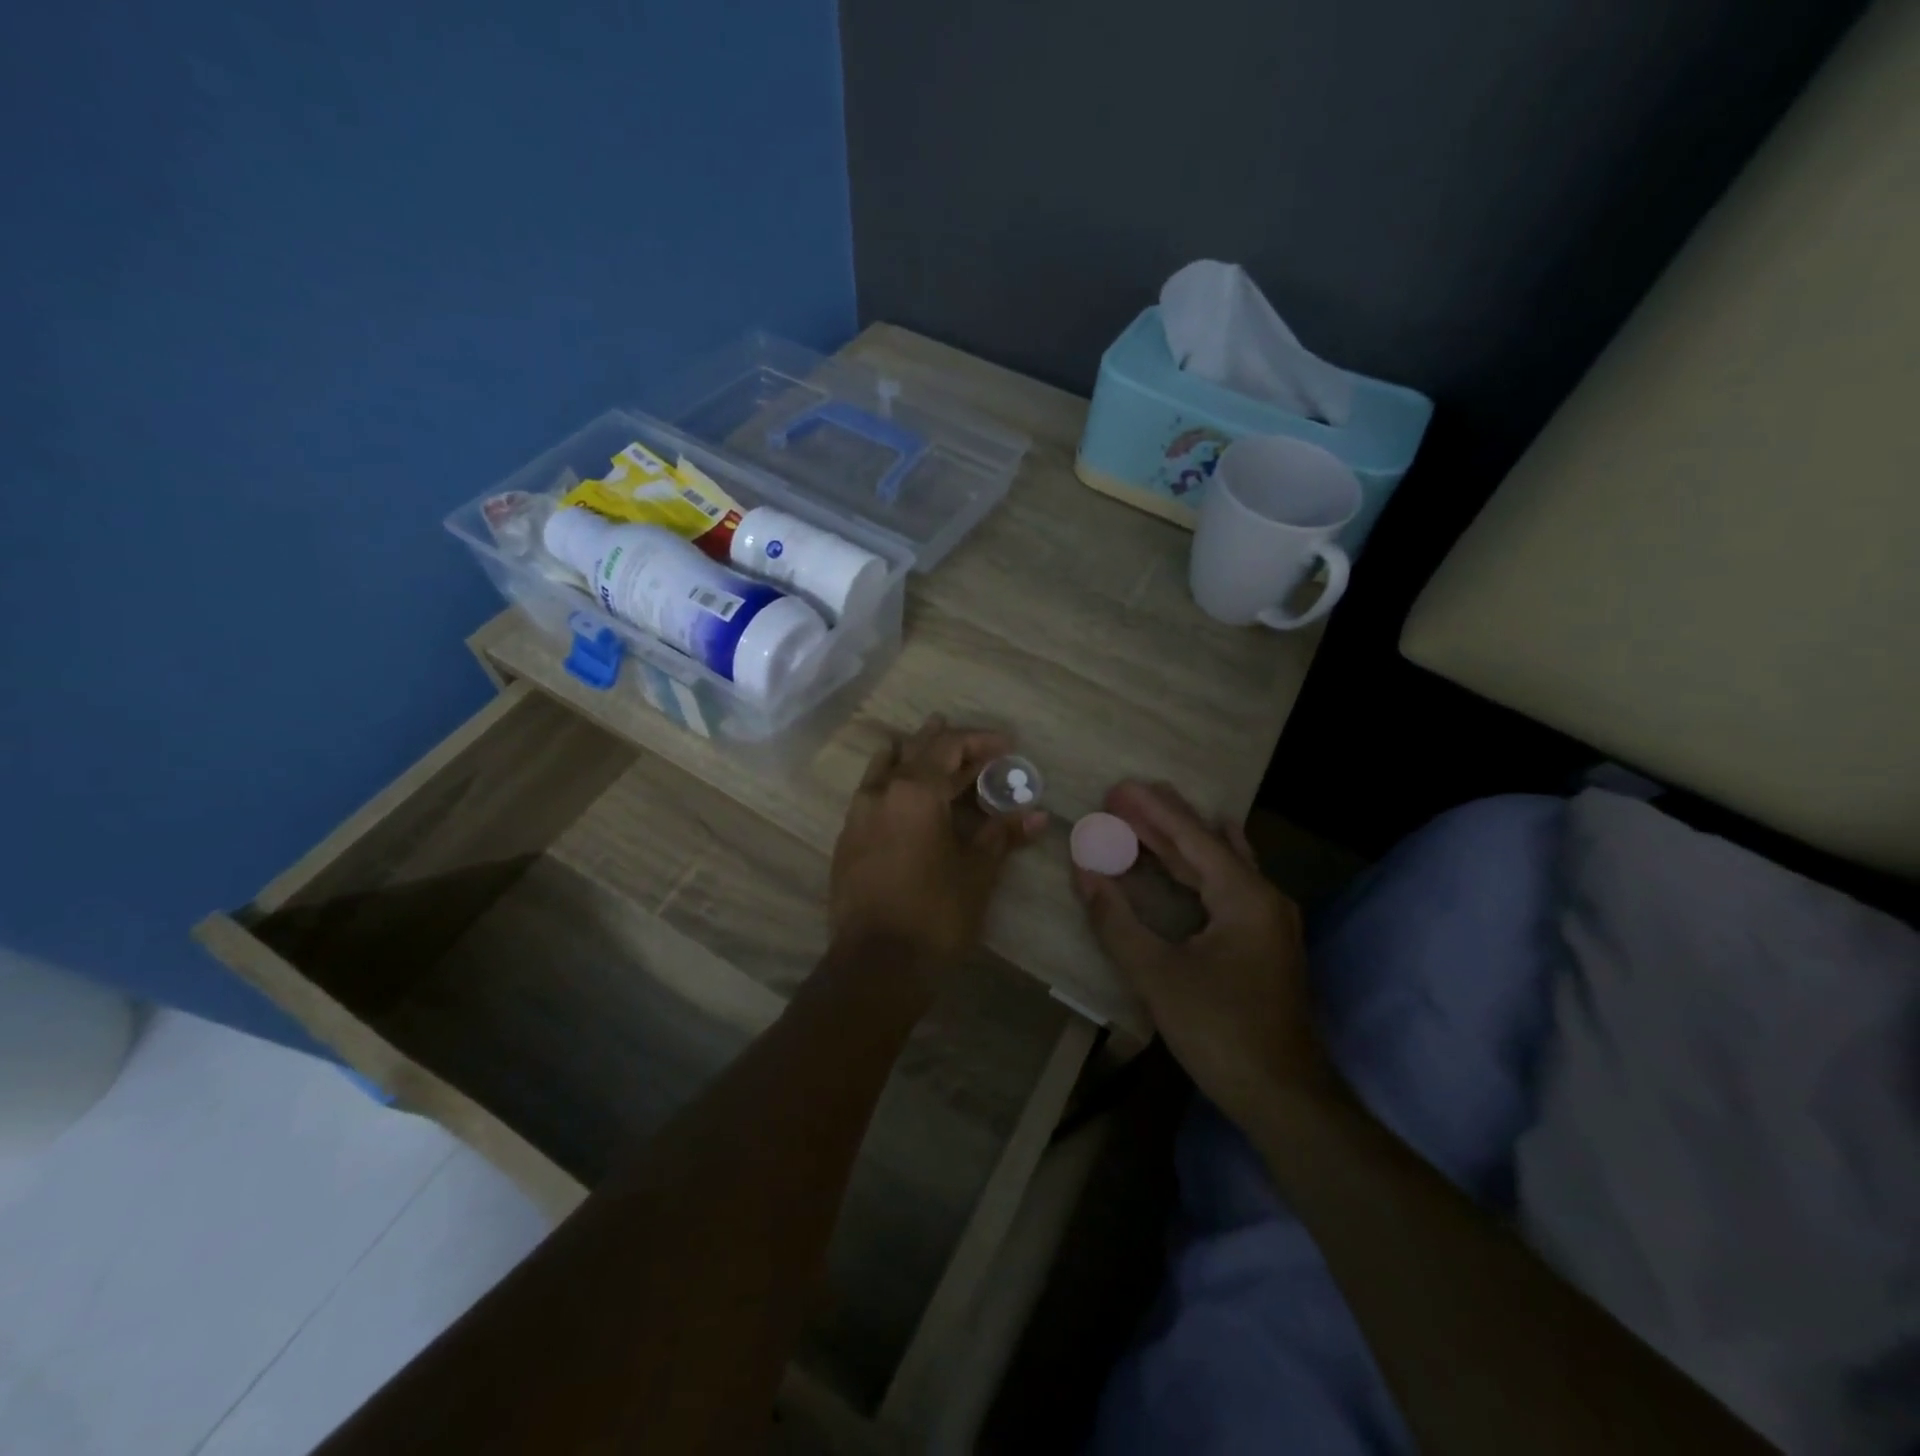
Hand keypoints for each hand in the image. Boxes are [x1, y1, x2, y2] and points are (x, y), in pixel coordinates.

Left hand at [830, 716, 1046, 975]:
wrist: (876, 965)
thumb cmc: (936, 913)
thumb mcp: (978, 871)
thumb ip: (1003, 835)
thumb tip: (1037, 815)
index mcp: (914, 791)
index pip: (949, 747)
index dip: (979, 741)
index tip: (1006, 744)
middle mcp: (880, 793)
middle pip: (914, 751)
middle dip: (945, 743)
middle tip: (971, 742)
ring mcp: (857, 816)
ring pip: (883, 769)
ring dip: (909, 756)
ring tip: (927, 749)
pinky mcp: (846, 842)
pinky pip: (871, 795)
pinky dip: (891, 785)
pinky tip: (903, 799)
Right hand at [1073, 781, 1332, 1126]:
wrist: (1285, 1097)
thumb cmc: (1220, 1032)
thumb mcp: (1157, 975)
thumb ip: (1116, 920)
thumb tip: (1084, 871)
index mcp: (1244, 896)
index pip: (1191, 837)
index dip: (1152, 811)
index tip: (1118, 787)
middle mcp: (1263, 897)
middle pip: (1207, 844)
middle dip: (1163, 819)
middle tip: (1122, 796)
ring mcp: (1268, 920)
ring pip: (1219, 864)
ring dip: (1181, 842)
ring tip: (1147, 816)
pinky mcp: (1264, 942)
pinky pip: (1226, 887)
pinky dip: (1198, 868)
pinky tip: (1192, 860)